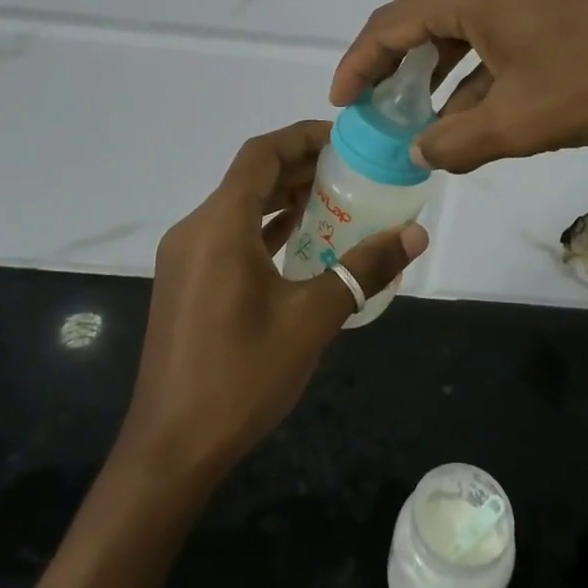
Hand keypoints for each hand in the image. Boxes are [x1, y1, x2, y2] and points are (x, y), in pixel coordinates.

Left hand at [121, 121, 427, 482]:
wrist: (170, 450)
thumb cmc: (241, 377)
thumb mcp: (311, 320)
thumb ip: (363, 270)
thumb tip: (416, 234)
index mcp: (219, 226)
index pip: (261, 154)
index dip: (303, 137)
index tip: (346, 141)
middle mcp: (196, 230)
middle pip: (250, 176)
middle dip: (300, 166)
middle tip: (352, 170)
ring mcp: (186, 258)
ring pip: (239, 206)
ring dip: (284, 197)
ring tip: (336, 199)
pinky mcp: (187, 282)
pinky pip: (230, 235)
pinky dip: (266, 228)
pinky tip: (302, 241)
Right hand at [332, 0, 587, 173]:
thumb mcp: (519, 122)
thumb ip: (457, 141)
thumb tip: (420, 151)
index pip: (391, 23)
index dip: (359, 63)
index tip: (341, 101)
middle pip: (421, 15)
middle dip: (393, 62)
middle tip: (374, 104)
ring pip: (461, 22)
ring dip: (436, 65)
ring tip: (420, 111)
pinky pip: (496, 25)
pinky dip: (476, 62)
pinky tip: (476, 102)